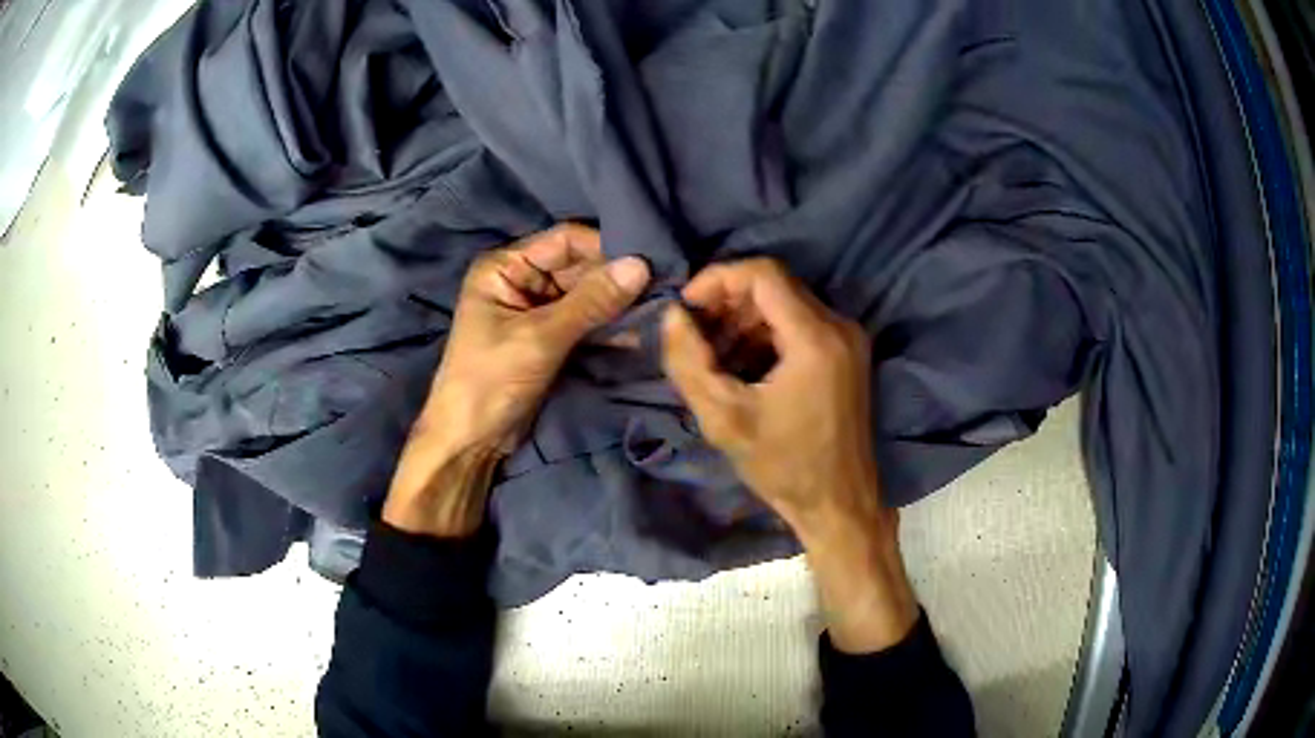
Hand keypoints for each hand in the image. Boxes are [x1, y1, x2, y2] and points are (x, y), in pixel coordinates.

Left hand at [384, 224, 650, 537]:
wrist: (470, 441)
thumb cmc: (491, 381)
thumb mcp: (540, 338)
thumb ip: (591, 302)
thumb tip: (641, 266)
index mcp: (505, 267)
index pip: (565, 240)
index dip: (606, 247)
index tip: (650, 259)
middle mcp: (522, 279)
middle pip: (580, 266)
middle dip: (617, 277)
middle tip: (665, 285)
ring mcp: (536, 309)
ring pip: (587, 294)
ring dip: (618, 303)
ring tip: (660, 309)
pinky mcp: (550, 337)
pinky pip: (587, 321)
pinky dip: (610, 326)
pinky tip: (642, 332)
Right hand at [661, 259, 917, 651]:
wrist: (839, 503)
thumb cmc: (783, 467)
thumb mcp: (724, 420)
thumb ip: (689, 363)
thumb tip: (672, 316)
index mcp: (815, 338)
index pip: (763, 273)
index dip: (717, 279)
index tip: (686, 307)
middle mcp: (839, 326)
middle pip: (775, 285)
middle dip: (727, 301)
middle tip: (694, 333)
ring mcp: (848, 338)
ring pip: (786, 303)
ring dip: (744, 319)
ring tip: (713, 355)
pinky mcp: (848, 353)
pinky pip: (800, 323)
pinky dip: (766, 334)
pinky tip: (742, 364)